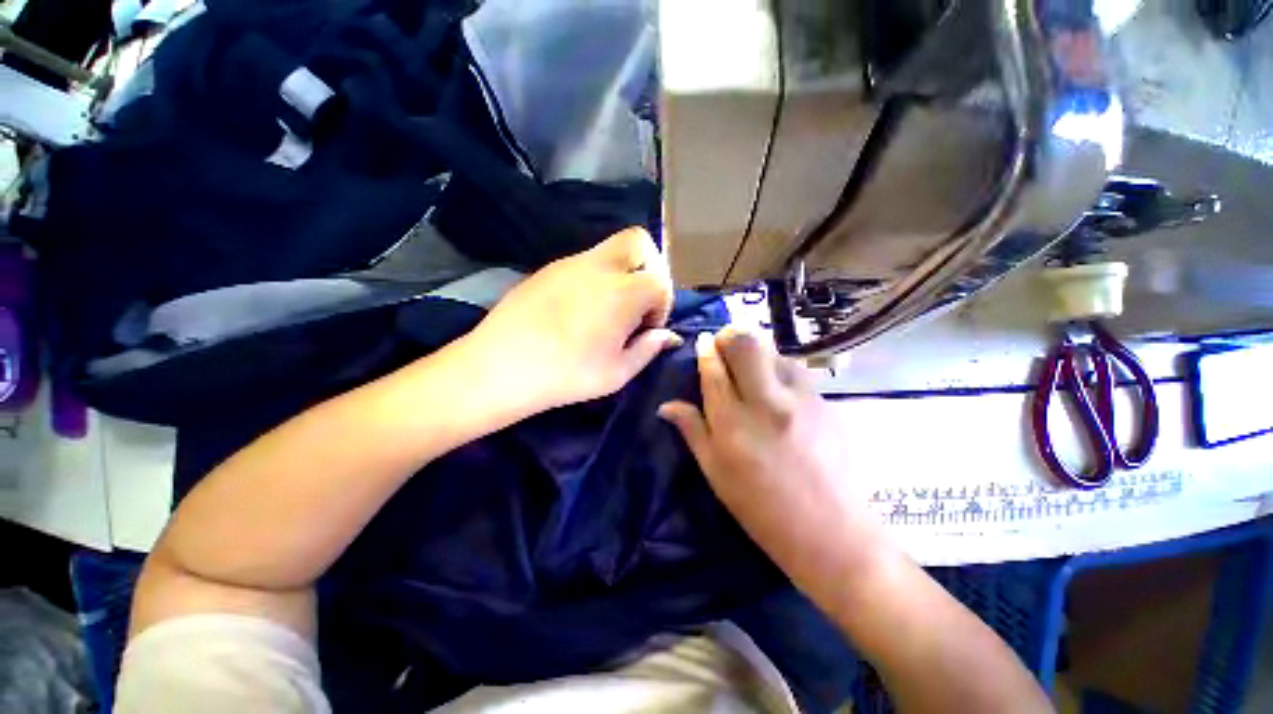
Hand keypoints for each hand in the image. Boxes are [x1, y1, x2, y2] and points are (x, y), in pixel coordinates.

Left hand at [467, 227, 679, 411]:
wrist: (499, 367)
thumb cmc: (565, 375)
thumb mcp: (616, 373)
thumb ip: (648, 349)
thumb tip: (667, 336)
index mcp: (621, 293)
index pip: (660, 281)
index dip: (662, 306)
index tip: (647, 329)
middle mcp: (599, 267)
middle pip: (639, 241)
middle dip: (650, 268)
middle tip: (639, 302)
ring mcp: (570, 263)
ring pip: (611, 249)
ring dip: (622, 273)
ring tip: (608, 311)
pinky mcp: (549, 268)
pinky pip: (585, 262)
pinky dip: (597, 278)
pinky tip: (581, 309)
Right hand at [659, 329, 897, 603]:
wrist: (829, 530)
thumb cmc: (760, 506)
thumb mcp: (715, 471)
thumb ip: (692, 429)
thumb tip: (666, 405)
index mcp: (733, 424)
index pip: (714, 370)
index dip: (706, 350)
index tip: (703, 342)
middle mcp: (767, 403)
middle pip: (746, 344)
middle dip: (731, 337)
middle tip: (726, 348)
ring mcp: (802, 400)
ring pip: (774, 351)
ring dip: (758, 354)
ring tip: (754, 372)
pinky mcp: (826, 403)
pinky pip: (797, 370)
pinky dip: (780, 370)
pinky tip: (779, 390)